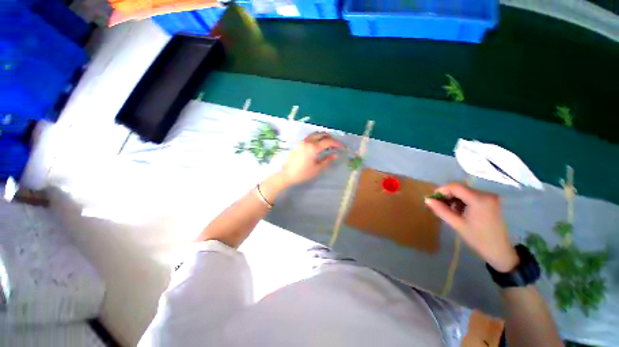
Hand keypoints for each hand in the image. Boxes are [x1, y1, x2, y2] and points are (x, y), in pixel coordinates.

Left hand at [280, 132, 343, 186]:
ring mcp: (302, 141)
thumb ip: (327, 160)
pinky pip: (309, 137)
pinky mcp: (298, 144)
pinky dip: (316, 138)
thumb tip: (335, 155)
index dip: (337, 144)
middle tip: (335, 145)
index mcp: (313, 147)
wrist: (286, 175)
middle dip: (330, 138)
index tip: (342, 148)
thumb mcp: (317, 169)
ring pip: (315, 134)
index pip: (328, 141)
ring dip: (323, 137)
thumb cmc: (302, 173)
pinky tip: (318, 145)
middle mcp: (308, 141)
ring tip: (328, 144)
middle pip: (322, 134)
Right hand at [425, 183, 518, 272]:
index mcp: (479, 199)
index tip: (432, 199)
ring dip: (453, 198)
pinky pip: (471, 196)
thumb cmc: (478, 238)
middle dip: (447, 195)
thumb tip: (427, 199)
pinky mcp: (490, 201)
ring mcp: (490, 197)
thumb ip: (441, 210)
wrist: (499, 251)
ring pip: (464, 191)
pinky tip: (459, 210)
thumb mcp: (457, 224)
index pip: (455, 187)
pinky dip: (462, 201)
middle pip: (460, 188)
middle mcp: (486, 194)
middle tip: (438, 205)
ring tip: (448, 210)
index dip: (441, 190)